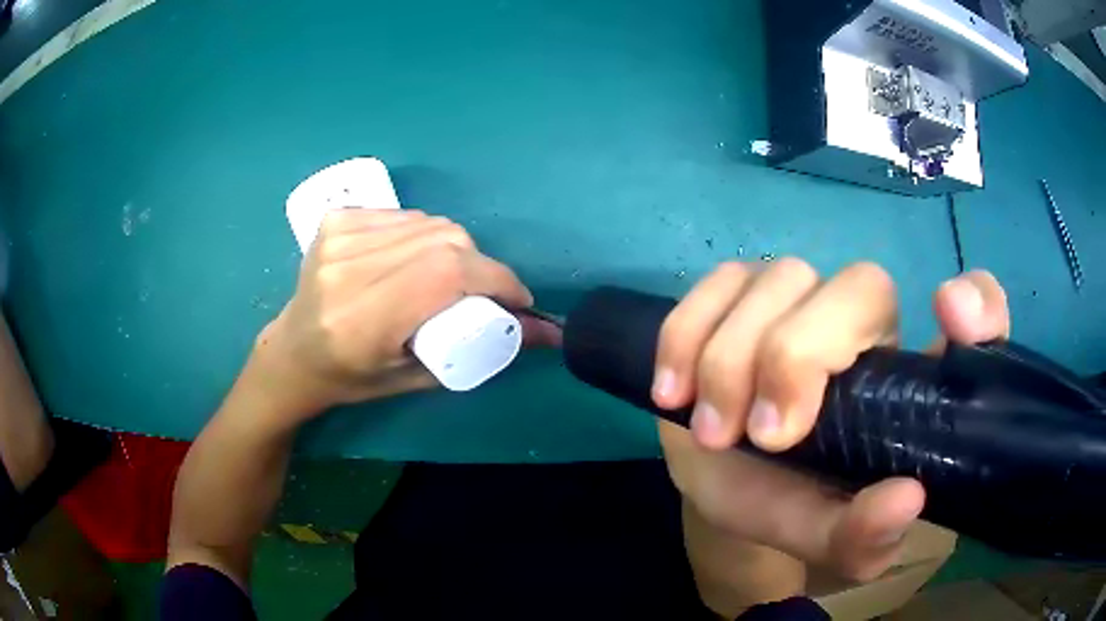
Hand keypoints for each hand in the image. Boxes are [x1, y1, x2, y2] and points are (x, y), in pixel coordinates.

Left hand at [249, 209, 534, 422]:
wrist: (293, 352)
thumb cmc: (352, 379)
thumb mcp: (415, 377)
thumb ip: (481, 351)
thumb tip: (548, 333)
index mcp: (362, 320)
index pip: (445, 274)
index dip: (494, 278)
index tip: (516, 300)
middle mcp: (347, 271)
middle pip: (443, 241)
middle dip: (480, 266)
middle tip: (483, 293)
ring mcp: (338, 238)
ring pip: (429, 224)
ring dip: (454, 249)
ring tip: (449, 278)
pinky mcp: (336, 220)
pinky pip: (405, 216)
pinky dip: (424, 234)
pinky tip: (415, 258)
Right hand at [654, 261, 1008, 581]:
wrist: (724, 486)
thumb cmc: (792, 507)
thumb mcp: (829, 542)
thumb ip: (864, 536)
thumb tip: (905, 500)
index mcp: (909, 382)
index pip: (976, 313)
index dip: (977, 302)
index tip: (948, 314)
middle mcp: (867, 325)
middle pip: (860, 285)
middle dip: (800, 355)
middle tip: (763, 436)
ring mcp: (801, 300)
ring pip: (781, 278)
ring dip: (733, 357)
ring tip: (710, 430)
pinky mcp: (740, 296)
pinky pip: (717, 283)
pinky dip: (687, 332)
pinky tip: (673, 389)